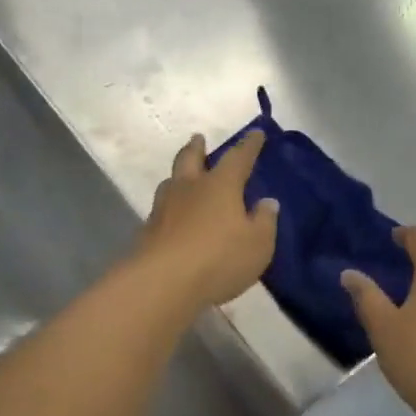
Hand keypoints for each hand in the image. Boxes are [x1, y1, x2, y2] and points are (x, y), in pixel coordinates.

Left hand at [137, 131, 278, 310]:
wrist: (162, 282)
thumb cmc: (218, 259)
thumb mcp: (257, 244)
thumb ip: (263, 221)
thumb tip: (267, 203)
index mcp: (220, 185)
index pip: (238, 158)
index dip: (249, 145)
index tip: (255, 133)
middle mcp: (189, 188)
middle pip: (191, 158)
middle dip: (197, 147)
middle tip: (198, 138)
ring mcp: (164, 207)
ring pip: (171, 181)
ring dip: (179, 175)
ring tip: (183, 176)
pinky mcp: (148, 230)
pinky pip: (161, 208)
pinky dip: (170, 205)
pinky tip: (173, 215)